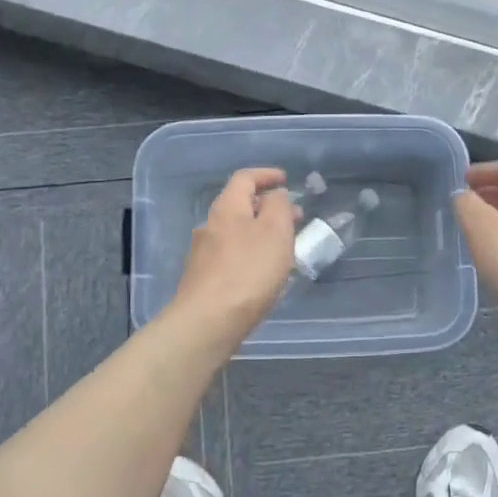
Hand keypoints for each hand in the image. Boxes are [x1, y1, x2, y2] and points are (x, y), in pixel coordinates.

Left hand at [171, 167, 298, 341]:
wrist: (208, 321)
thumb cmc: (248, 271)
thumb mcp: (275, 231)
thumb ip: (279, 206)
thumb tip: (275, 195)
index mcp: (226, 208)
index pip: (244, 178)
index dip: (266, 175)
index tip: (285, 179)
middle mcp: (210, 226)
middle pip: (239, 206)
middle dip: (267, 207)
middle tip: (294, 217)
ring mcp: (203, 254)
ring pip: (236, 232)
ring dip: (260, 233)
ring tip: (284, 247)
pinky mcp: (204, 279)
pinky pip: (232, 256)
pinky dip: (251, 254)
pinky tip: (264, 273)